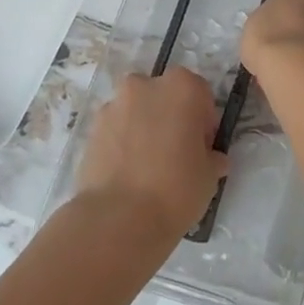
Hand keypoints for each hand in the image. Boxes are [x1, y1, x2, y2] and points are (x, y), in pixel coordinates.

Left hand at [76, 68, 228, 238]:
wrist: (118, 219)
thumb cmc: (176, 189)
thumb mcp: (210, 176)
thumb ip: (211, 157)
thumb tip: (211, 159)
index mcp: (183, 87)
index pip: (201, 94)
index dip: (203, 121)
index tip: (202, 147)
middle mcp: (147, 85)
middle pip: (165, 96)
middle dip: (171, 117)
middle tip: (175, 154)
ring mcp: (115, 105)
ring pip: (137, 110)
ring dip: (144, 127)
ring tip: (147, 166)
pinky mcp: (92, 128)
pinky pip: (116, 129)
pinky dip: (122, 142)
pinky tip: (126, 172)